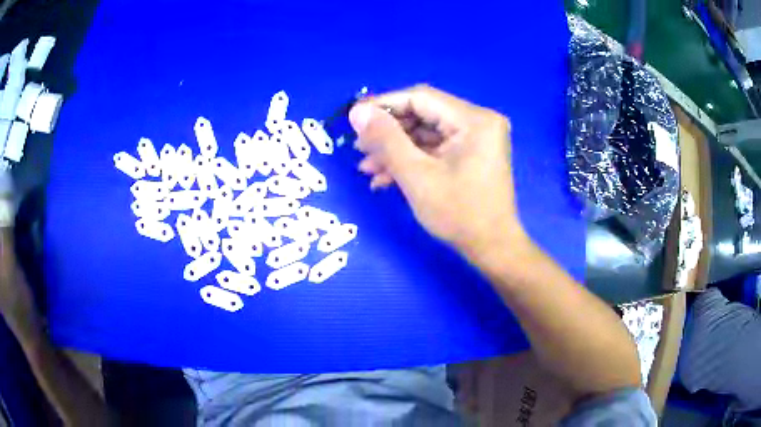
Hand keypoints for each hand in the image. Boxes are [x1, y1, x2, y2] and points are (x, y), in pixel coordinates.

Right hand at [349, 85, 528, 256]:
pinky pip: (436, 147)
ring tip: (367, 167)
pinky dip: (412, 159)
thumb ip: (385, 139)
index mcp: (473, 120)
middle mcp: (479, 121)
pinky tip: (386, 176)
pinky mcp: (472, 153)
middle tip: (360, 149)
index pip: (420, 98)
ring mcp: (477, 138)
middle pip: (423, 114)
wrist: (492, 248)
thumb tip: (357, 111)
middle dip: (388, 133)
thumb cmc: (459, 214)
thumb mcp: (416, 175)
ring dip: (396, 149)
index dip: (383, 105)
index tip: (355, 118)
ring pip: (426, 133)